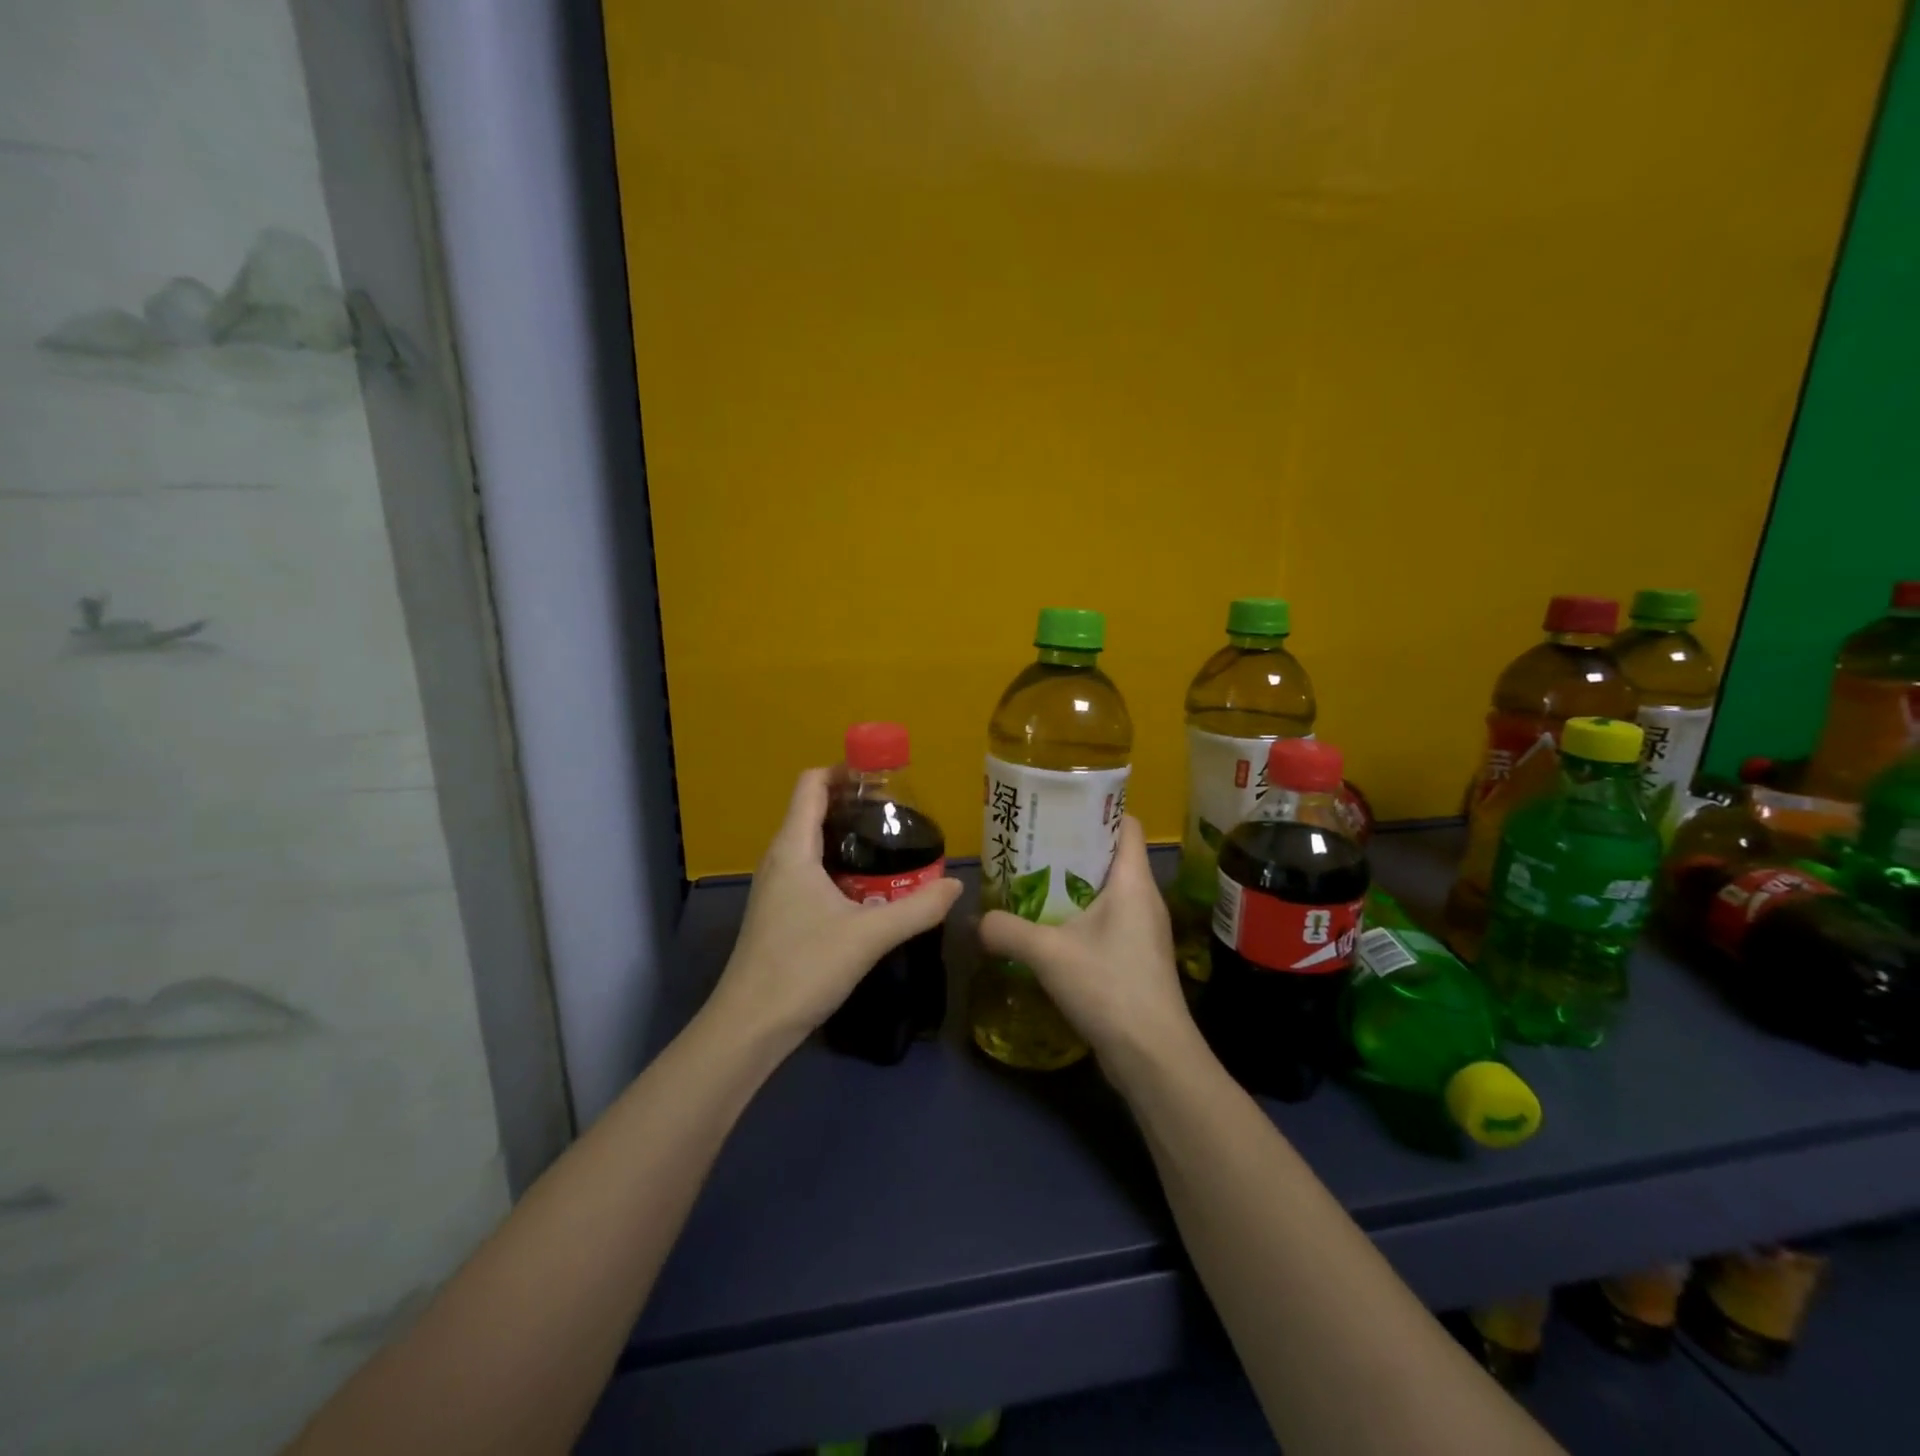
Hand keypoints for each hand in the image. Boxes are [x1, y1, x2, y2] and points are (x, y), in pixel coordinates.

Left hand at [707, 769, 963, 1055]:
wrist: (750, 1026)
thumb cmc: (803, 968)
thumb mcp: (869, 936)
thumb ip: (918, 909)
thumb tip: (956, 885)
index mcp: (793, 848)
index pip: (811, 784)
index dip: (844, 770)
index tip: (883, 778)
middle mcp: (779, 859)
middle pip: (813, 810)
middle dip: (854, 804)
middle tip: (899, 815)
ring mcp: (775, 887)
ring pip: (812, 843)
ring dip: (848, 837)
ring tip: (890, 847)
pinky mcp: (778, 912)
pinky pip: (810, 870)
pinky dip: (839, 865)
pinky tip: (868, 889)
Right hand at [979, 817, 1202, 1086]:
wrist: (1153, 1056)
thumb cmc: (1109, 987)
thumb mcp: (1049, 954)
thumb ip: (1007, 930)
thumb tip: (976, 920)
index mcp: (1133, 881)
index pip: (1125, 824)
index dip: (1095, 809)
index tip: (1057, 808)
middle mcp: (1143, 898)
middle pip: (1111, 855)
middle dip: (1072, 847)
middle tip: (1030, 845)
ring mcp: (1143, 929)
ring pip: (1106, 890)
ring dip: (1072, 884)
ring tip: (1031, 882)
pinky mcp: (1136, 957)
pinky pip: (1106, 920)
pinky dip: (1079, 915)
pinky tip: (1048, 928)